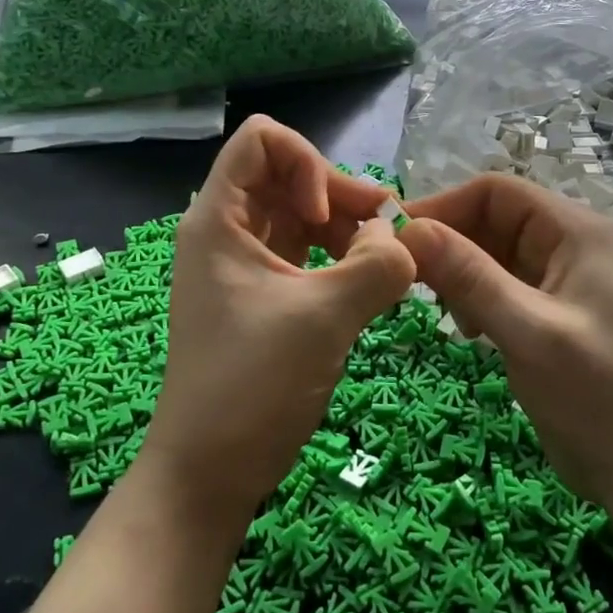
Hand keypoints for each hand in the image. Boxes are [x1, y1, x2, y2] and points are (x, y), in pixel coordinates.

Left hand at [140, 117, 416, 523]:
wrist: (209, 471)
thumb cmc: (252, 385)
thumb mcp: (323, 318)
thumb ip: (376, 266)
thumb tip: (403, 239)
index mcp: (218, 219)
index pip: (262, 140)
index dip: (306, 163)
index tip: (326, 219)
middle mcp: (226, 230)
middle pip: (287, 175)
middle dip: (339, 196)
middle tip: (384, 238)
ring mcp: (242, 264)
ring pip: (299, 214)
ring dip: (344, 228)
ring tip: (382, 264)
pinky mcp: (261, 295)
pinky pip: (303, 252)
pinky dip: (337, 257)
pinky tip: (367, 283)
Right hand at [398, 174, 612, 522]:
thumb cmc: (597, 395)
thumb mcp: (528, 331)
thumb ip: (470, 277)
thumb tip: (408, 229)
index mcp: (573, 231)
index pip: (495, 191)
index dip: (444, 206)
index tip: (398, 239)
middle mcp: (565, 244)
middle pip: (489, 219)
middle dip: (449, 244)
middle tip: (410, 281)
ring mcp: (557, 279)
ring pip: (488, 253)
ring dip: (458, 274)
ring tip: (445, 312)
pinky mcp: (546, 312)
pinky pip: (497, 285)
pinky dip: (472, 299)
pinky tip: (469, 330)